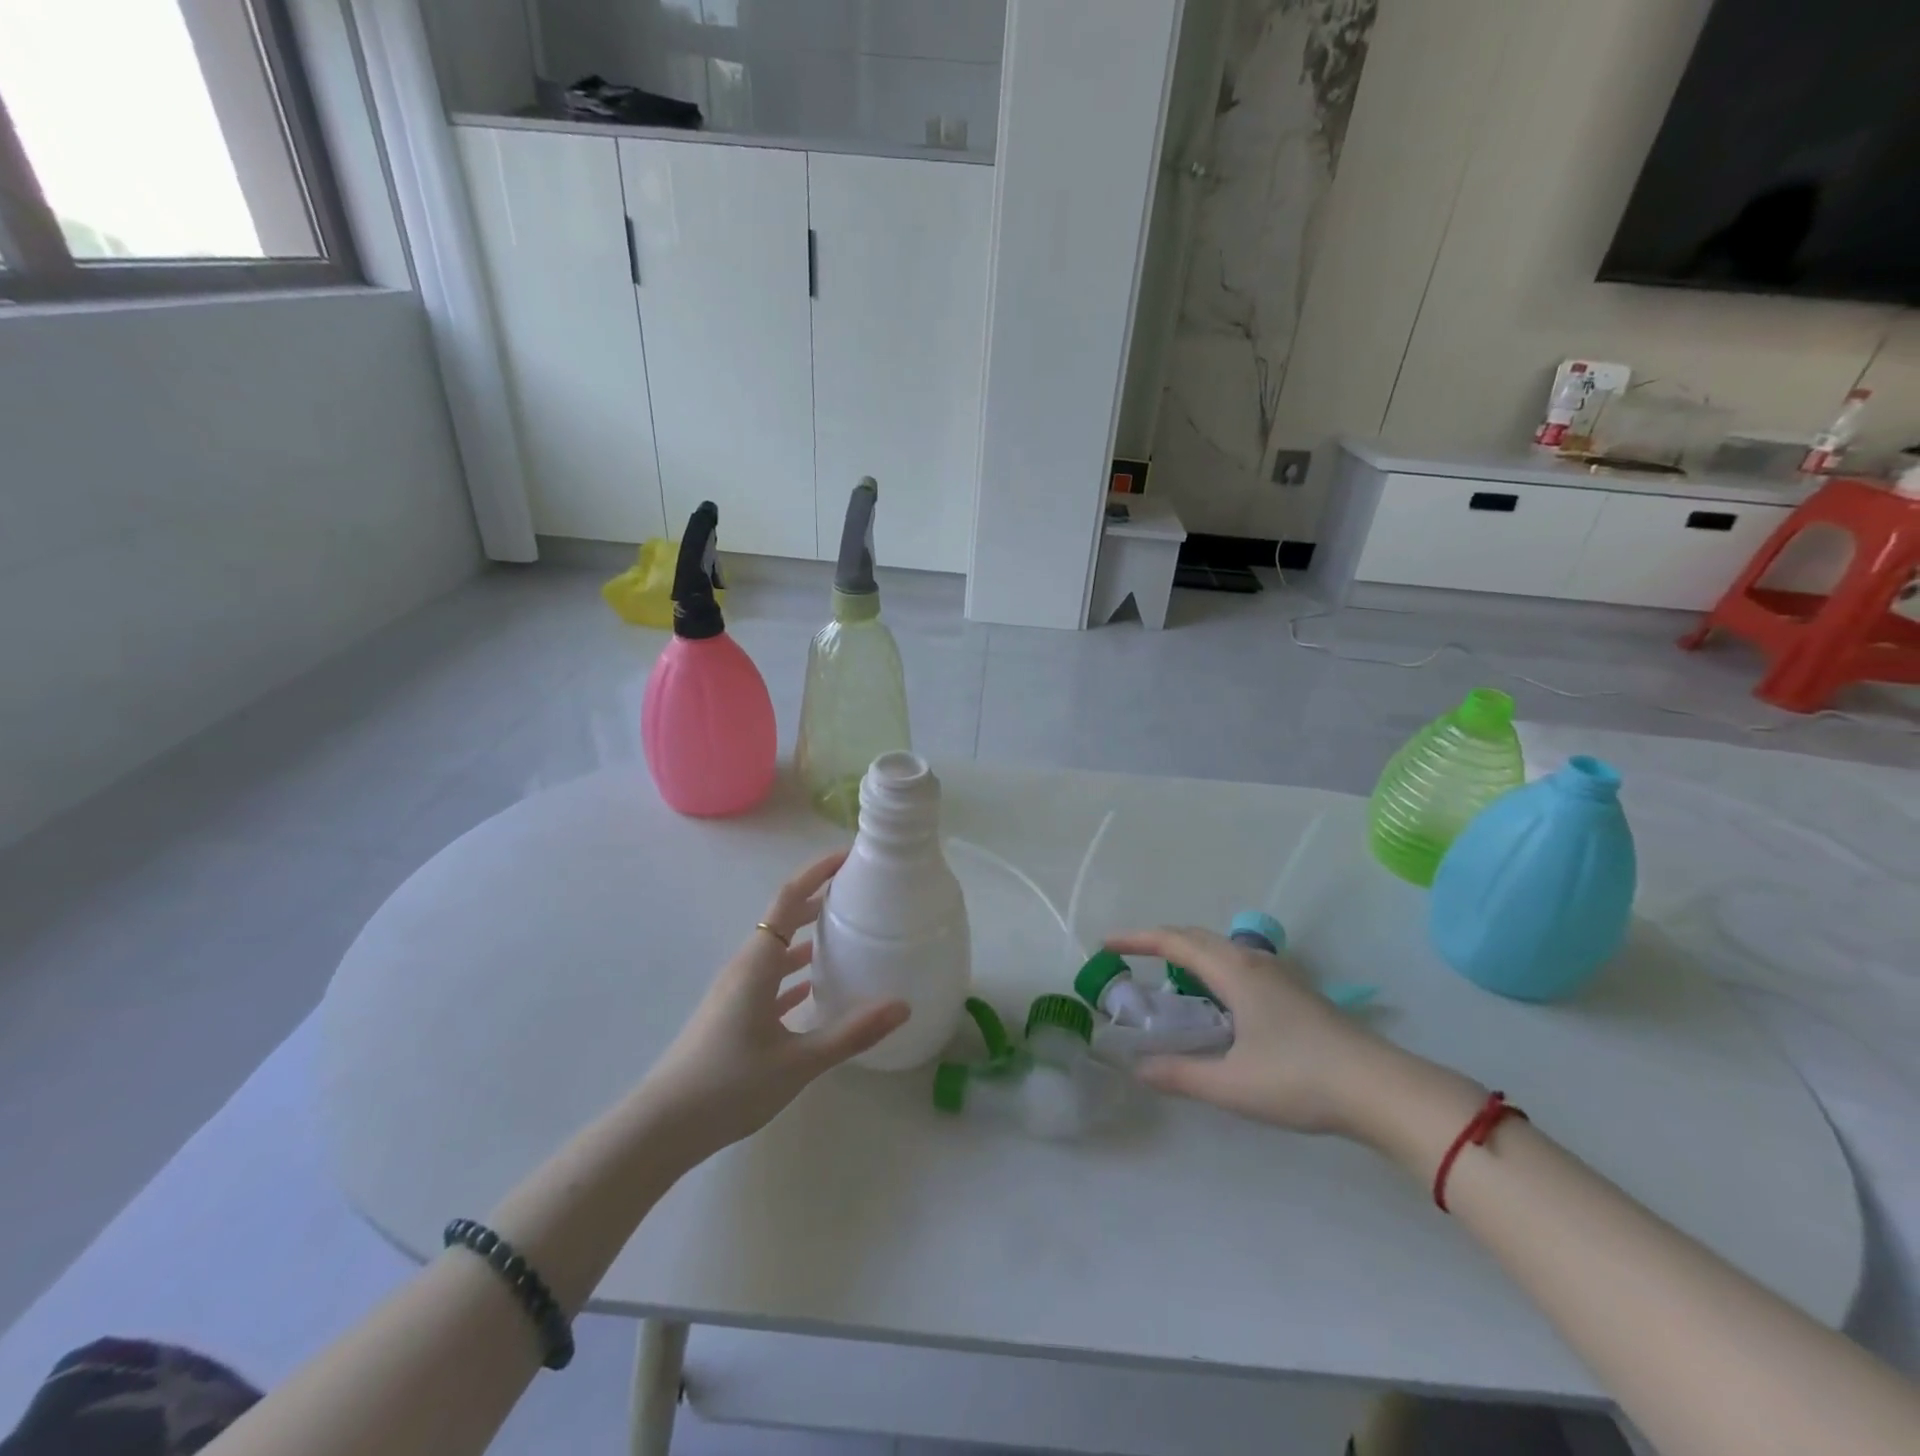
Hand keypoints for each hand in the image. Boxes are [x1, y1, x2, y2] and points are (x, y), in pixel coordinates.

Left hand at [642, 850, 909, 1157]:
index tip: (847, 857)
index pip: (788, 900)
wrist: (662, 1128)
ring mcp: (735, 992)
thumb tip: (902, 1005)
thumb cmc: (729, 1085)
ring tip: (844, 935)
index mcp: (757, 964)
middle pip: (784, 920)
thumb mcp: (798, 1061)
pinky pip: (769, 981)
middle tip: (857, 894)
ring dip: (806, 938)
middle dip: (817, 901)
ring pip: (776, 951)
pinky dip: (793, 975)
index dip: (816, 873)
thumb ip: (851, 1033)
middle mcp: (745, 968)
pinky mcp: (731, 1016)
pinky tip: (814, 990)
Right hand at [1105, 926, 1406, 1137]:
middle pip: (1197, 938)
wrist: (1381, 1089)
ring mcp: (1279, 975)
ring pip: (1222, 950)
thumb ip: (1180, 1075)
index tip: (1106, 943)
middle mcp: (1254, 962)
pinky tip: (1217, 1003)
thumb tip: (1137, 1068)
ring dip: (1189, 954)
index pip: (1174, 941)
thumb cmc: (1300, 1079)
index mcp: (1234, 972)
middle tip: (1130, 957)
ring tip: (1168, 978)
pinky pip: (1239, 965)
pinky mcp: (1296, 992)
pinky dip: (1212, 969)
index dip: (1137, 939)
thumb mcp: (1231, 1084)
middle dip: (1160, 941)